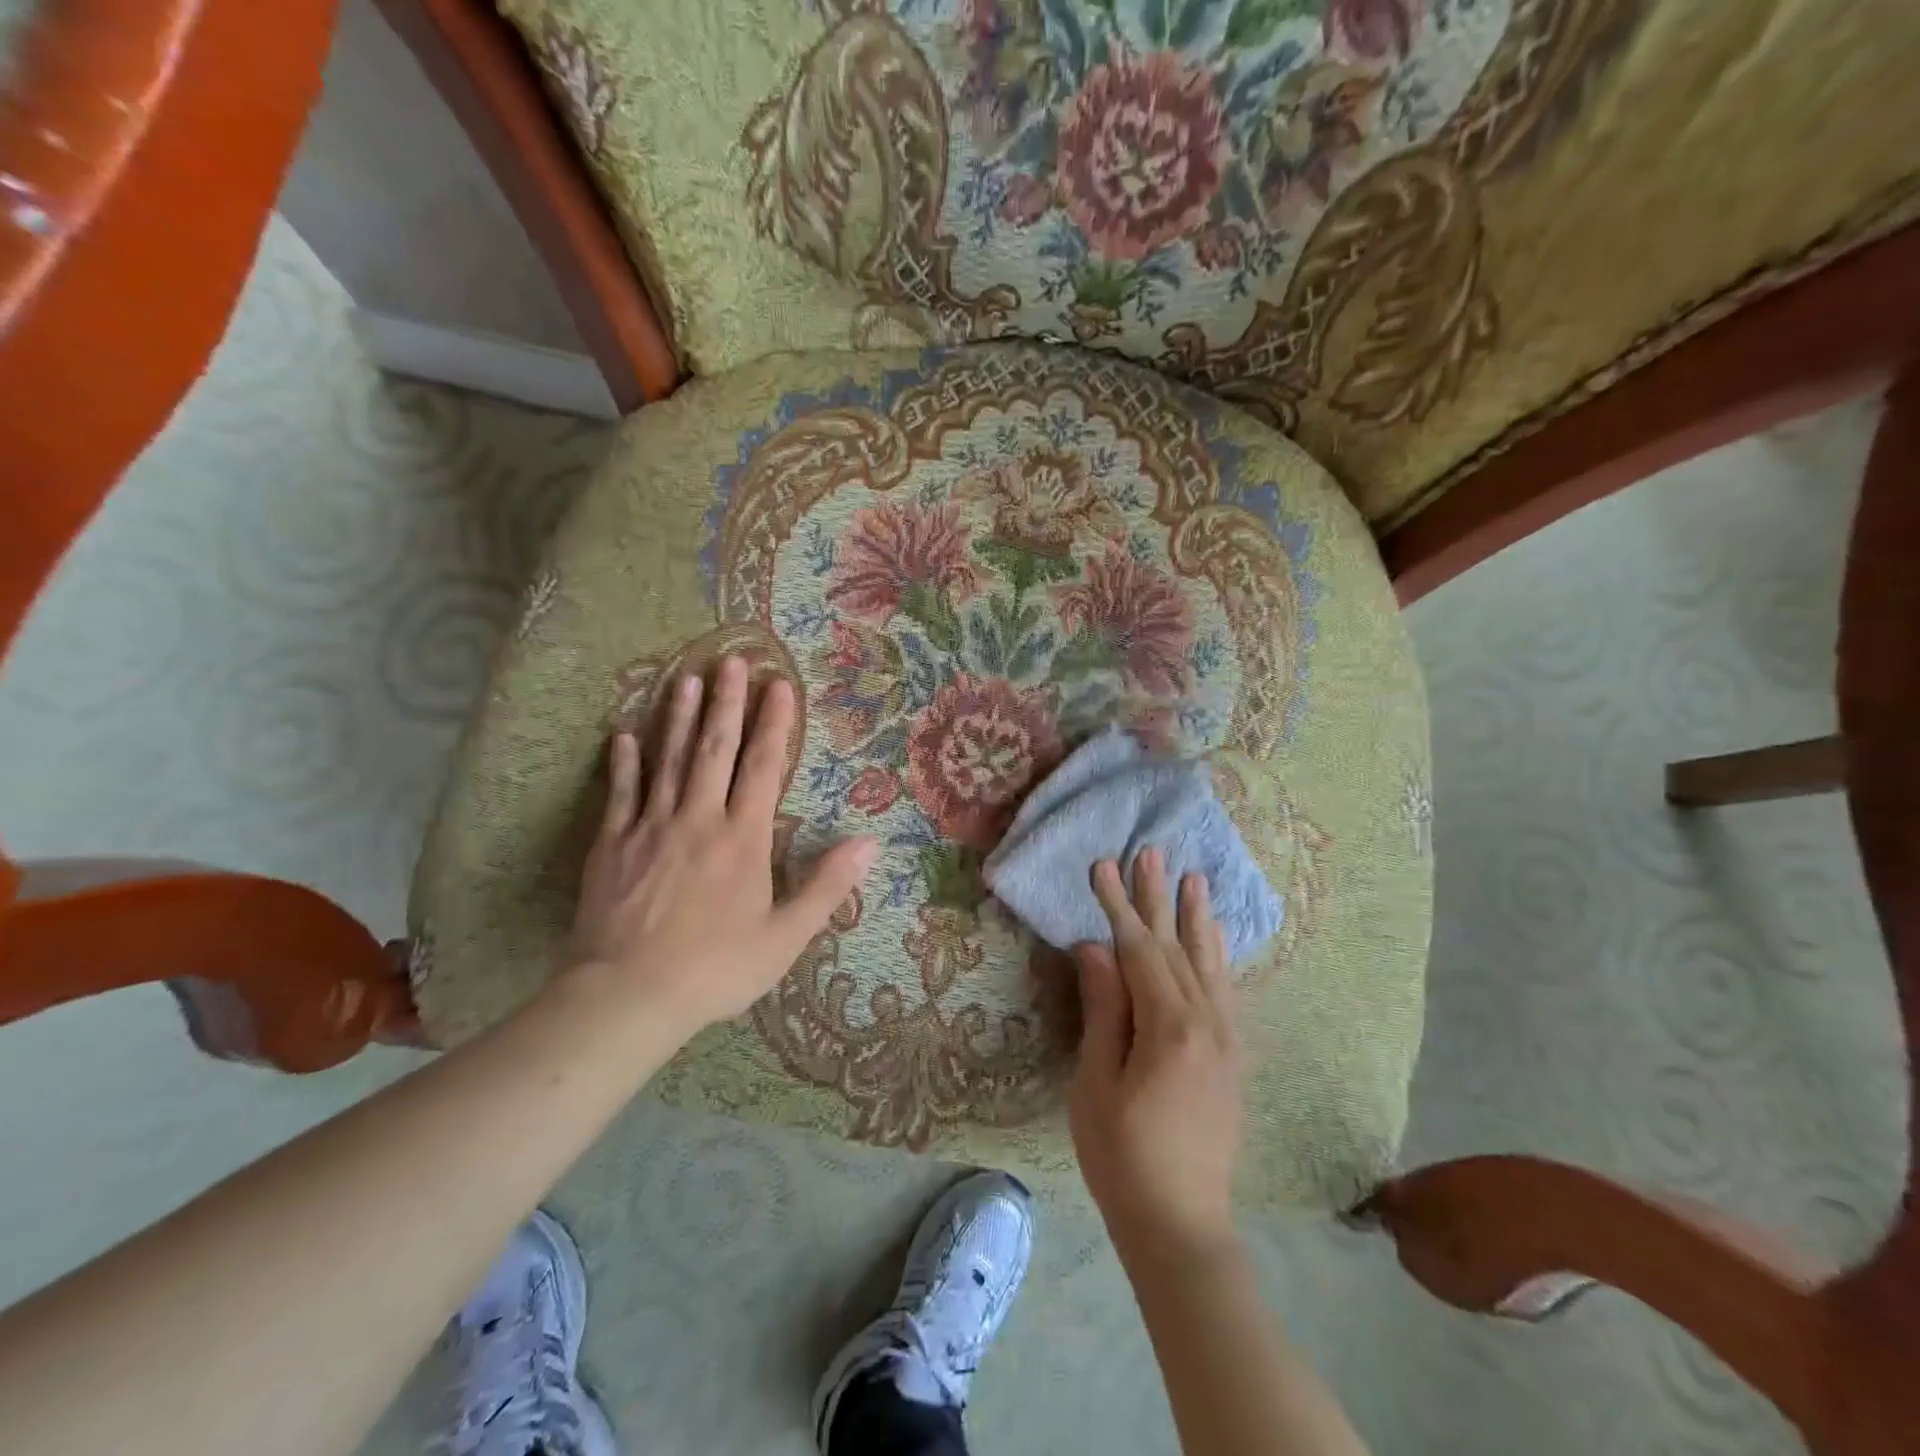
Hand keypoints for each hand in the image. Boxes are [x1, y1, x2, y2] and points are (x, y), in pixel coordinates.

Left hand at [566, 656, 877, 1042]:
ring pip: (668, 760)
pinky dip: (624, 763)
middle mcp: (699, 818)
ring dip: (680, 718)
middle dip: (728, 703)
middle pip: (715, 749)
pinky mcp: (612, 844)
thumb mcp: (786, 936)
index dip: (774, 723)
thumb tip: (869, 842)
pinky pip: (621, 794)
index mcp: (743, 838)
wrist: (628, 996)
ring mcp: (651, 827)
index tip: (780, 684)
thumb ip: (827, 885)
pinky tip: (624, 736)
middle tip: (731, 660)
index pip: (763, 767)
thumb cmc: (716, 968)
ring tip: (687, 679)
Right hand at [1069, 848, 1244, 1261]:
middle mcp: (1208, 1022)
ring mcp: (1227, 1039)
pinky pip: (1226, 991)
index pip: (1139, 949)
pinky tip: (1215, 940)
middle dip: (1158, 898)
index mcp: (1169, 1027)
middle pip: (1177, 946)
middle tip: (1151, 852)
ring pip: (1210, 963)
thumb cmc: (1123, 1156)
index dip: (1118, 906)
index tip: (1103, 865)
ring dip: (1198, 918)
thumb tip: (1095, 948)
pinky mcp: (1233, 1057)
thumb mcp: (1097, 1082)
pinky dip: (1218, 957)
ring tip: (1195, 879)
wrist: (1182, 1225)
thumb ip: (1104, 1009)